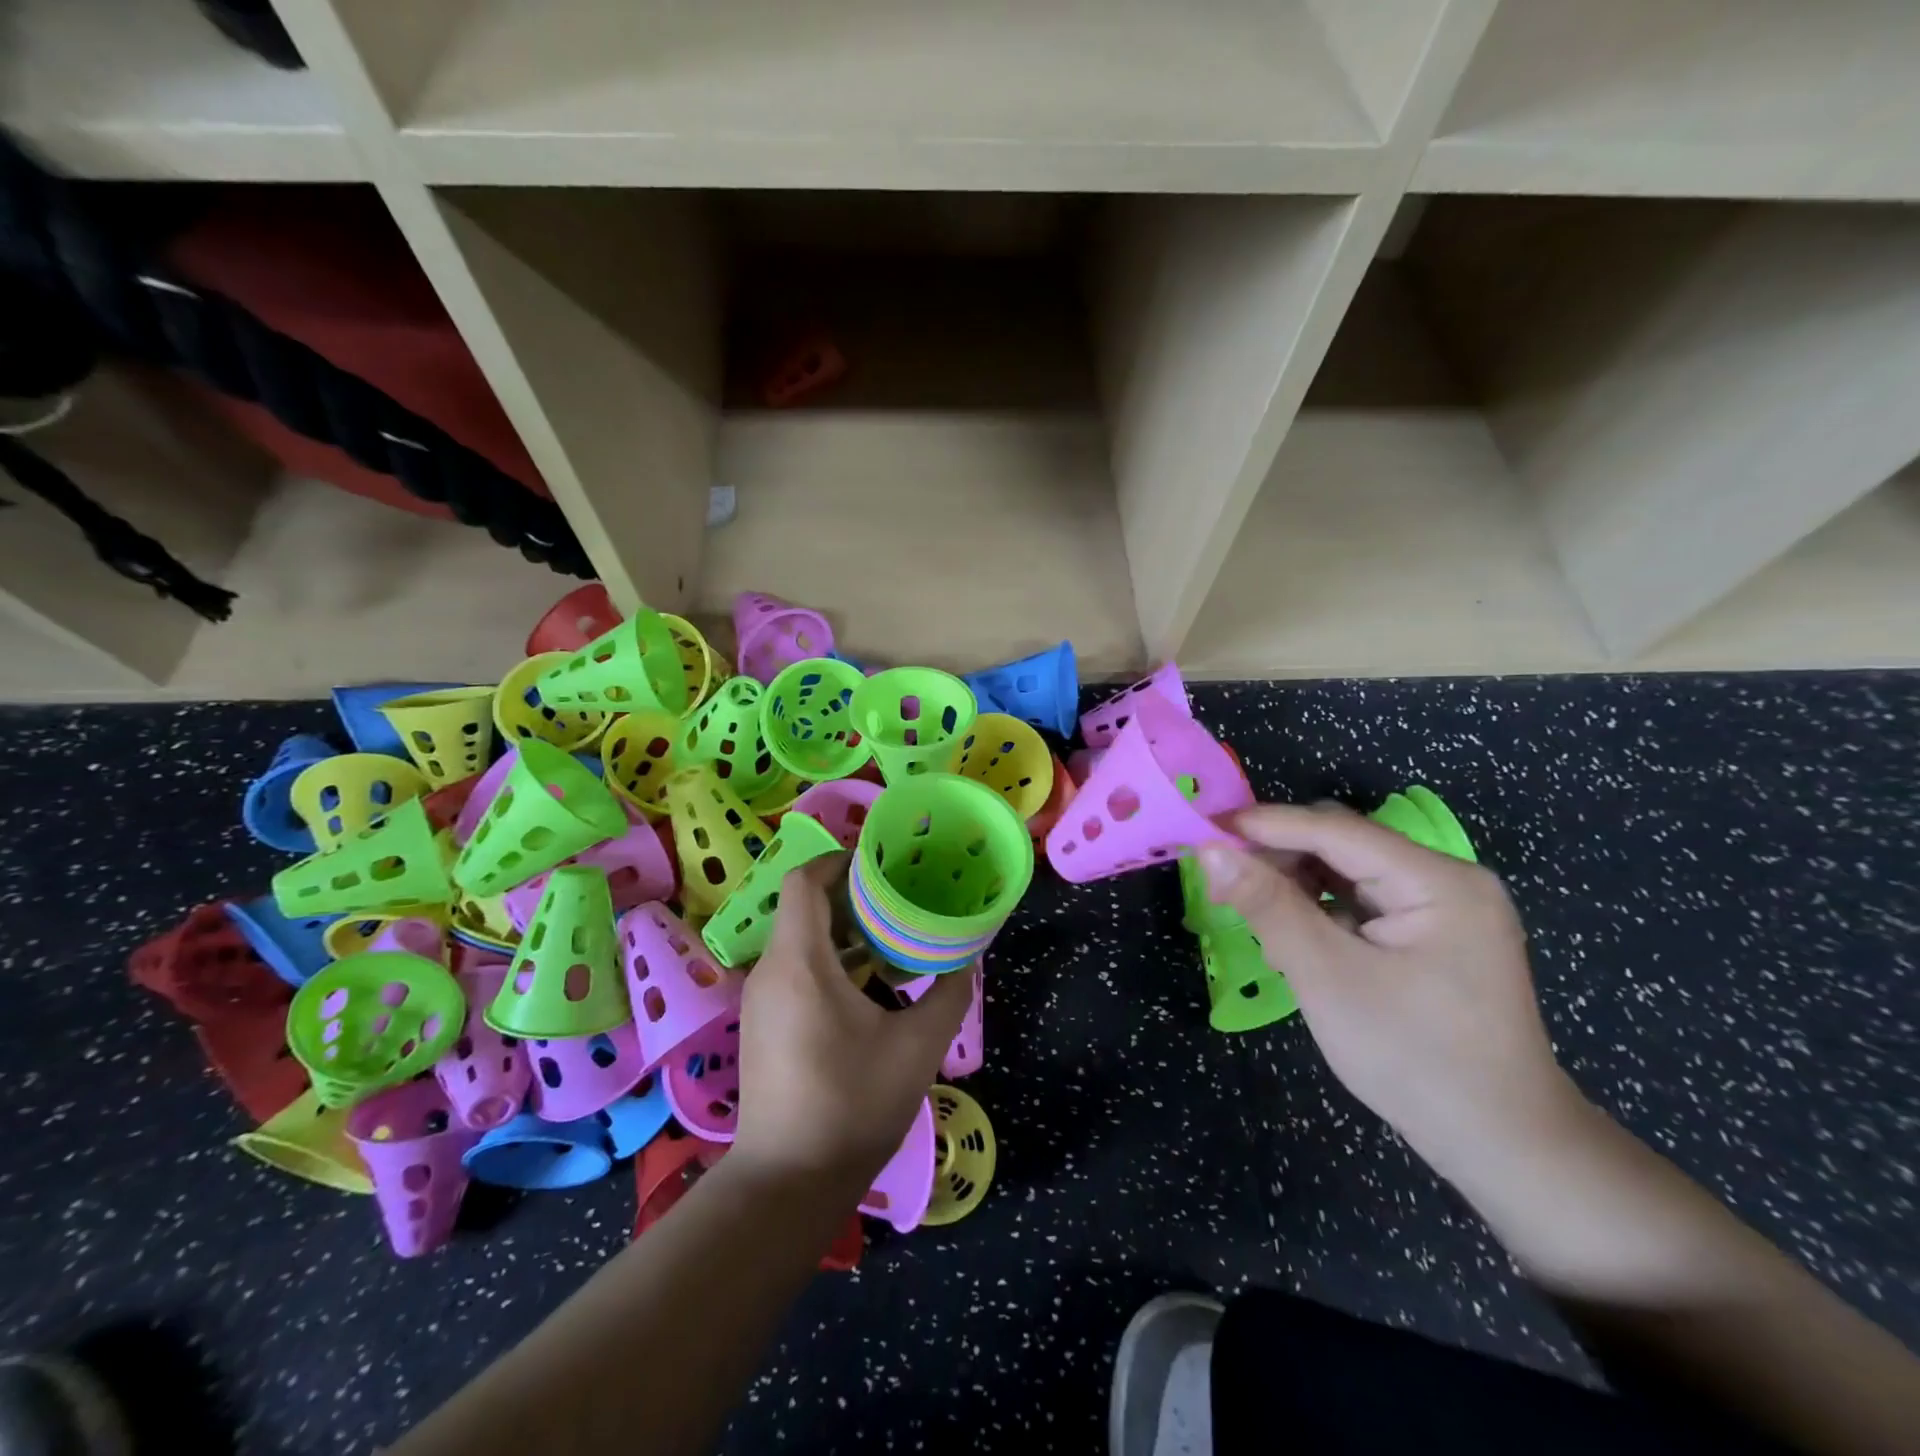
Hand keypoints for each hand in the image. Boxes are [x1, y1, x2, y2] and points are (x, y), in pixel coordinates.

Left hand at [732, 858, 971, 1194]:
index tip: (881, 861)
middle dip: (851, 893)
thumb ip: (948, 992)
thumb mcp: (918, 1046)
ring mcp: (761, 998)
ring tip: (892, 932)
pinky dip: (828, 956)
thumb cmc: (853, 1105)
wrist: (789, 1182)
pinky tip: (868, 979)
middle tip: (900, 894)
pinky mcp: (764, 1021)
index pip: (805, 881)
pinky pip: (794, 965)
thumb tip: (966, 954)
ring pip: (799, 937)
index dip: (839, 860)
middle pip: (804, 905)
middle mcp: (771, 970)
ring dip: (842, 927)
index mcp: (800, 963)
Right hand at [1197, 802, 1578, 1173]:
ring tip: (1253, 916)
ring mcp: (1444, 908)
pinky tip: (1292, 938)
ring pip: (1348, 873)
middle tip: (1221, 881)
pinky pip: (1362, 903)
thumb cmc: (1414, 1058)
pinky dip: (1320, 911)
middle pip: (1343, 845)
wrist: (1502, 1146)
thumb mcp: (1328, 977)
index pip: (1335, 830)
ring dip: (1295, 886)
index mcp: (1437, 881)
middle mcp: (1446, 880)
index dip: (1265, 824)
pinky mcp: (1433, 935)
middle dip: (1279, 857)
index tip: (1203, 828)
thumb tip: (1210, 851)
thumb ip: (1268, 906)